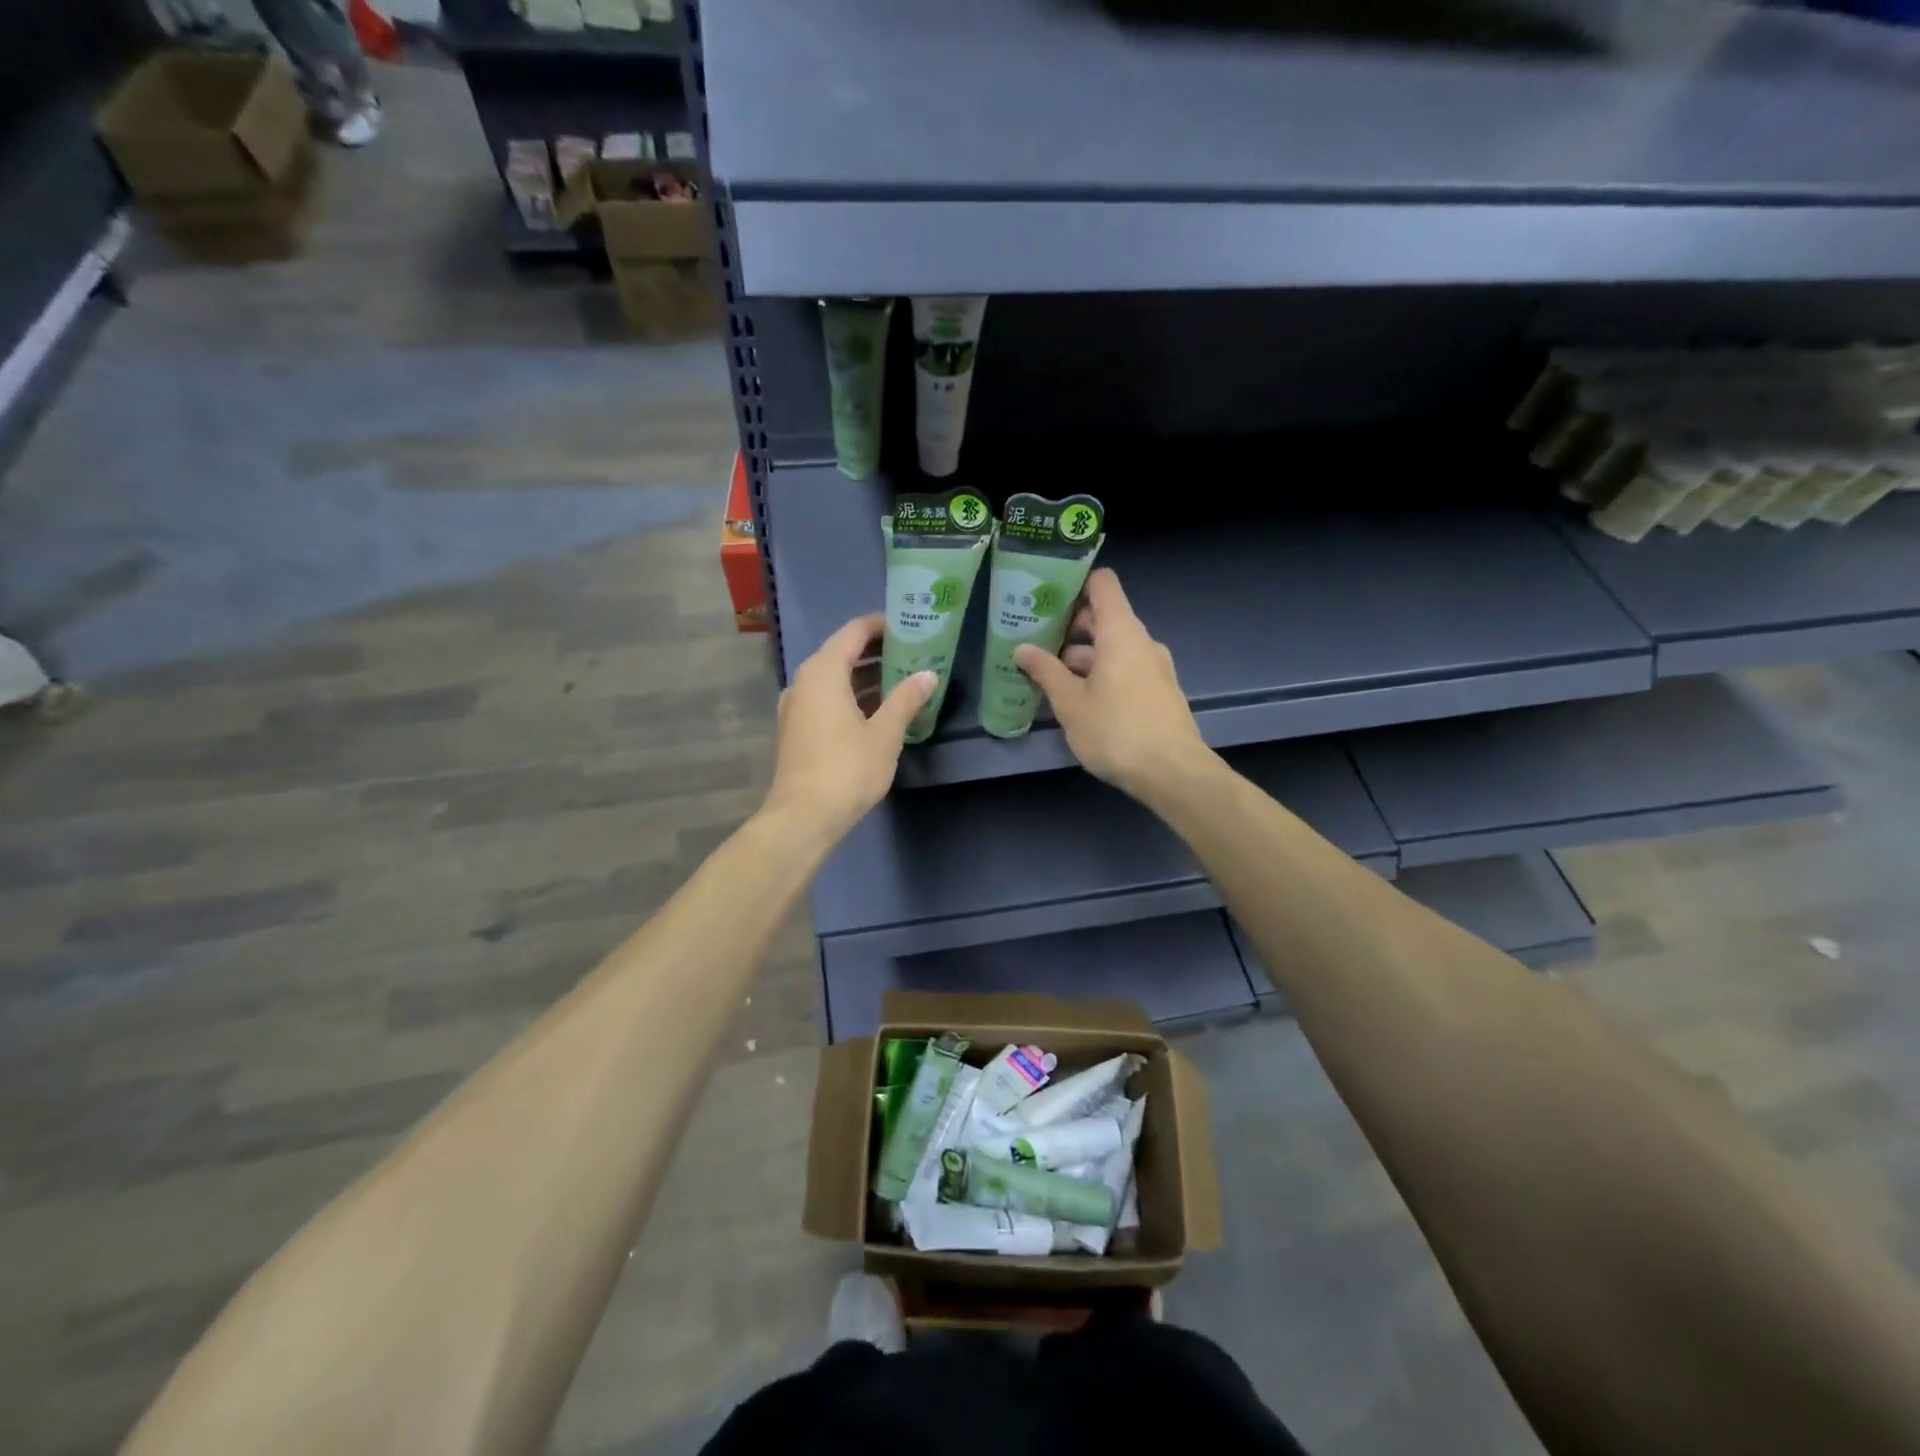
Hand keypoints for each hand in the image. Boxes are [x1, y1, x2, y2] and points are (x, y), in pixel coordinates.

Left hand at [763, 613, 935, 841]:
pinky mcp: (797, 729)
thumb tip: (928, 674)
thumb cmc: (847, 769)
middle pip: (842, 653)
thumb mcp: (885, 734)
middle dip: (876, 651)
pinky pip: (827, 698)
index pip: (853, 632)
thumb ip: (906, 699)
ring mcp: (797, 706)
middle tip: (912, 652)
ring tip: (902, 678)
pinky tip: (878, 710)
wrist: (803, 817)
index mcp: (824, 672)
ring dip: (865, 676)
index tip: (908, 625)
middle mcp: (804, 681)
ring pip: (834, 678)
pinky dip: (851, 696)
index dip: (880, 625)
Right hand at [1013, 569, 1210, 800]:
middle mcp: (1141, 642)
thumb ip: (1045, 671)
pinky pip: (1124, 670)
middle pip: (1104, 617)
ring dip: (1081, 657)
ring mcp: (1153, 668)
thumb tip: (1021, 648)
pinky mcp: (1158, 692)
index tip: (1045, 595)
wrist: (1172, 773)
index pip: (1102, 584)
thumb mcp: (1070, 703)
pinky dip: (1099, 674)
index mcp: (1121, 632)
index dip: (1075, 582)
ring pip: (1112, 649)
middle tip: (1034, 639)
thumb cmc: (1116, 730)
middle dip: (1069, 627)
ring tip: (1046, 675)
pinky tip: (1076, 698)